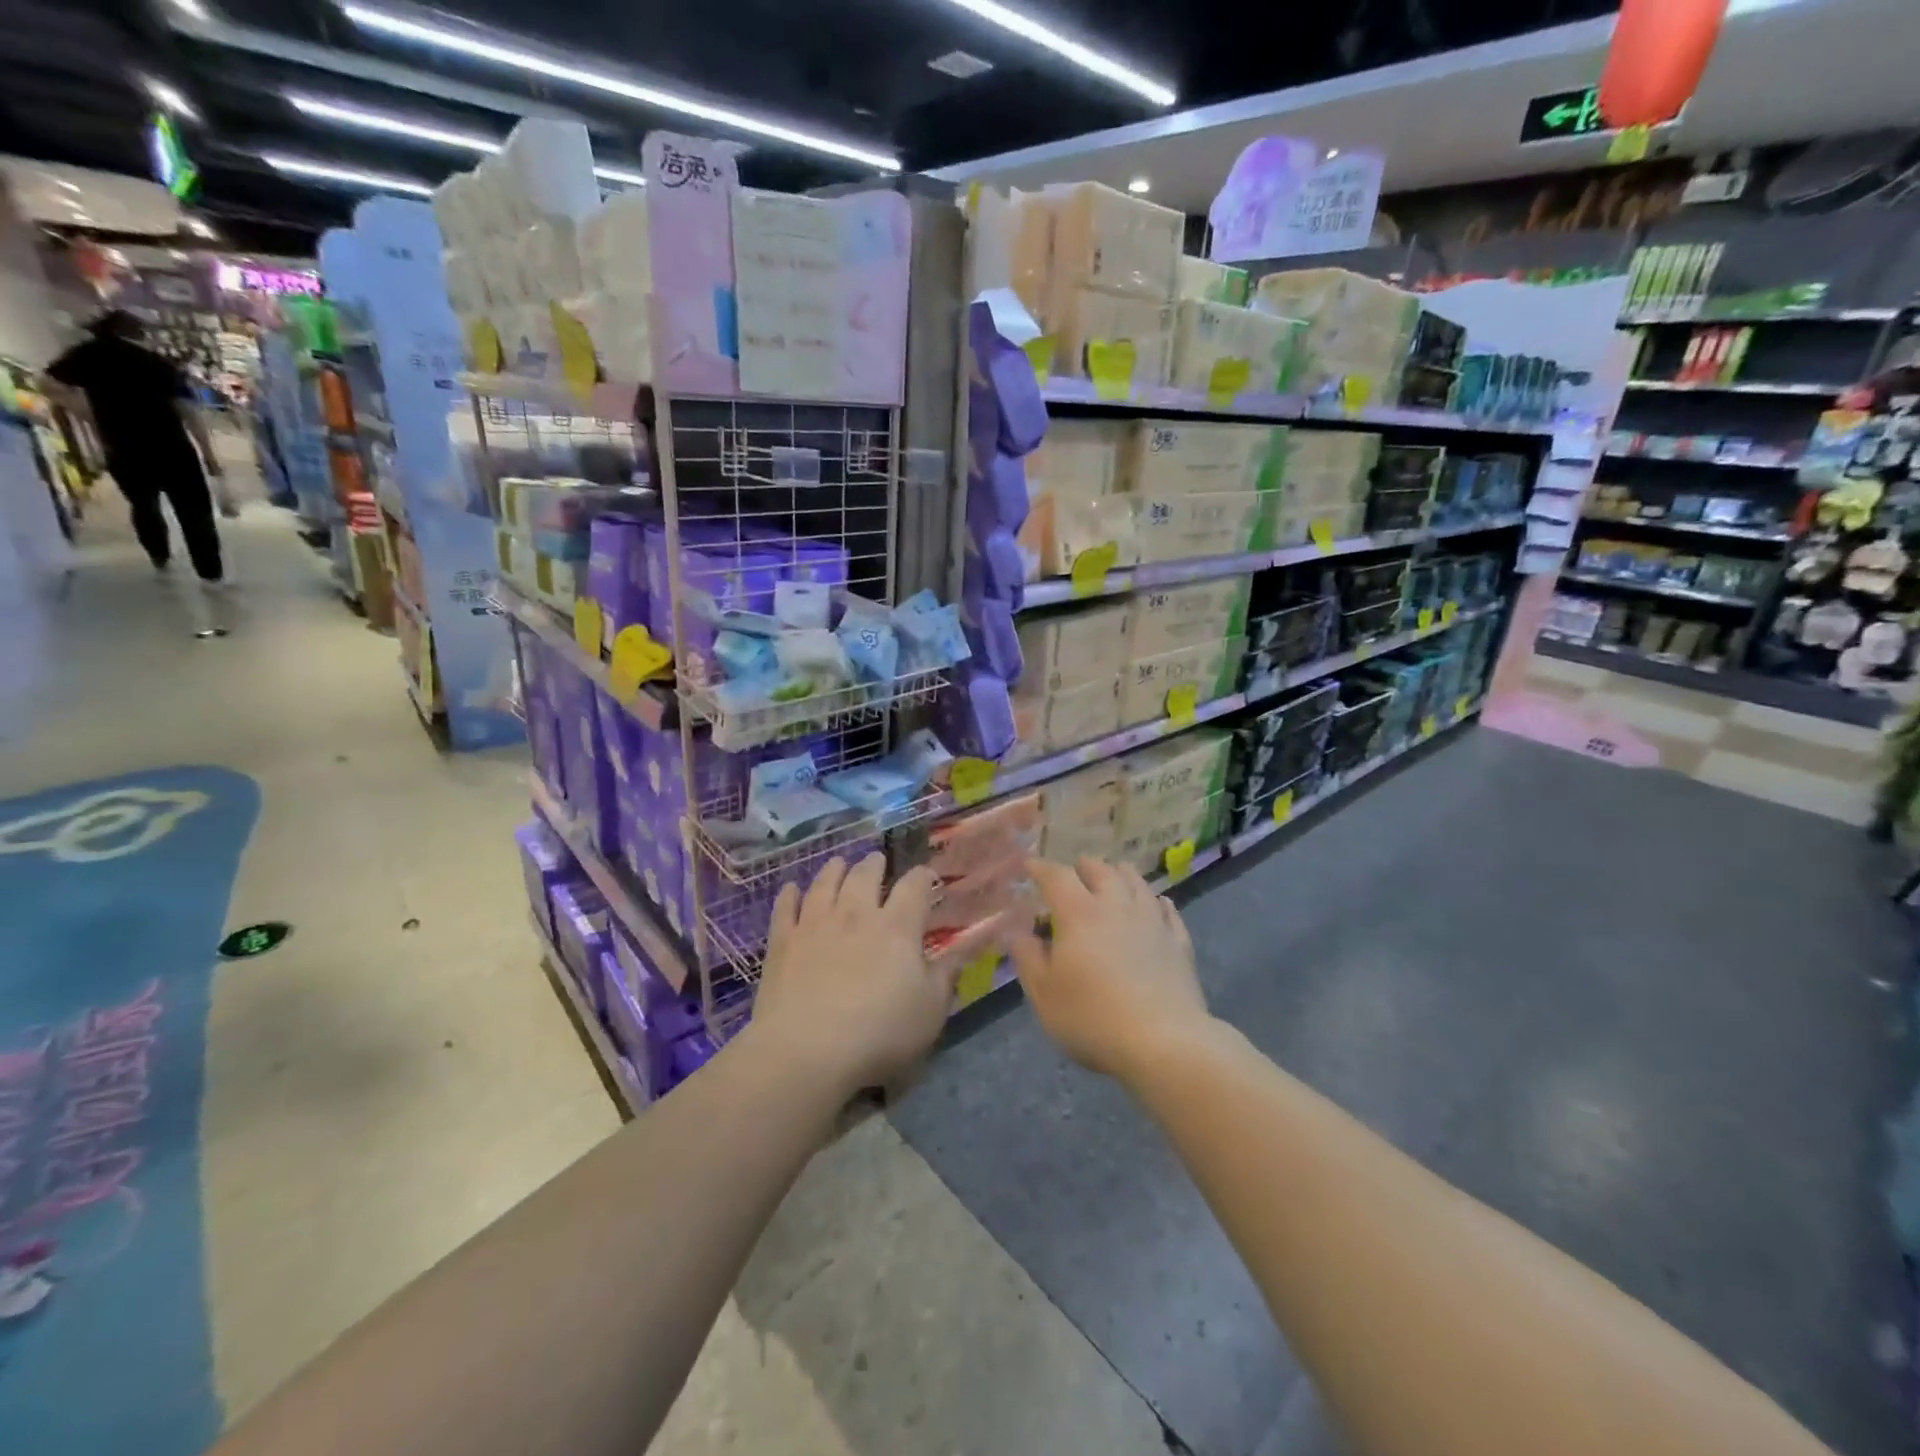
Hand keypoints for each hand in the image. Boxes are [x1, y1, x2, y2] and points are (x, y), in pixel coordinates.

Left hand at [752, 854, 951, 1095]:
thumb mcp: (930, 1010)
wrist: (807, 1051)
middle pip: (865, 875)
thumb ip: (947, 973)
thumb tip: (967, 945)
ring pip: (825, 883)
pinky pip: (786, 907)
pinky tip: (791, 889)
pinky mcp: (782, 941)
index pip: (914, 886)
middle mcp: (856, 914)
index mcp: (897, 927)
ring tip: (839, 863)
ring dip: (834, 869)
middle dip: (875, 864)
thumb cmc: (880, 1033)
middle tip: (878, 861)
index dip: (922, 877)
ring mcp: (815, 924)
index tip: (927, 877)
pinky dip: (790, 894)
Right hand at [1009, 858, 1212, 1081]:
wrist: (1164, 1042)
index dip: (1041, 868)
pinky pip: (1168, 910)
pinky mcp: (1179, 943)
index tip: (1030, 865)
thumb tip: (1016, 932)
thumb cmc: (1092, 1017)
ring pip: (1137, 883)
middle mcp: (1117, 906)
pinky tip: (1158, 902)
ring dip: (1121, 874)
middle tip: (1075, 868)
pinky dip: (1157, 901)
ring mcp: (1153, 922)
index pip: (1057, 877)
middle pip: (1101, 871)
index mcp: (1079, 913)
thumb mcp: (1044, 993)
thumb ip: (1027, 957)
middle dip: (1084, 866)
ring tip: (1115, 873)